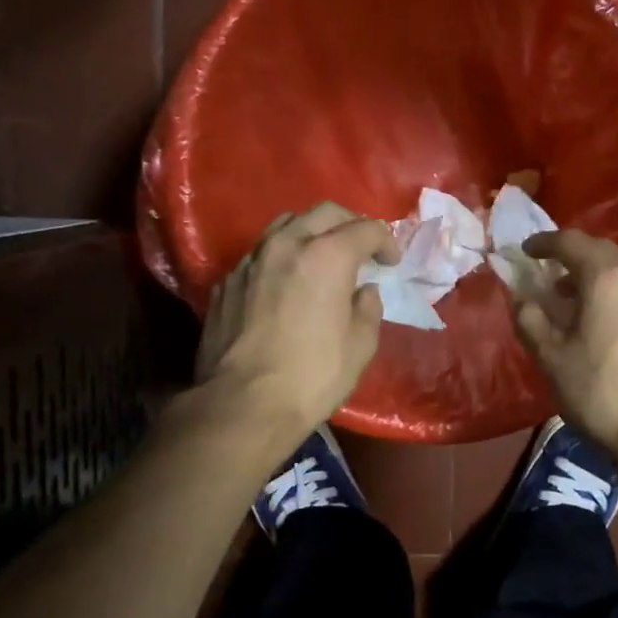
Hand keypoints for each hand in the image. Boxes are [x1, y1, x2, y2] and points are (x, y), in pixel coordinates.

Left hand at [196, 204, 397, 440]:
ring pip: (285, 225)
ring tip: (321, 257)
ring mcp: (251, 260)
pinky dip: (281, 259)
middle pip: (324, 213)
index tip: (391, 262)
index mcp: (326, 256)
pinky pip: (260, 255)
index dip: (386, 242)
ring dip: (311, 233)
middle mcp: (286, 245)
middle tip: (361, 249)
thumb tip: (364, 291)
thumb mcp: (360, 346)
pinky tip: (285, 284)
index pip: (365, 229)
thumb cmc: (312, 376)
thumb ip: (368, 308)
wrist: (242, 404)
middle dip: (350, 224)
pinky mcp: (226, 282)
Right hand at [513, 230, 617, 455]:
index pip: (572, 243)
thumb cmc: (600, 391)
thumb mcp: (552, 358)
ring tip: (568, 296)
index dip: (544, 243)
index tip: (525, 251)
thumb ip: (531, 320)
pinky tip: (598, 319)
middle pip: (601, 252)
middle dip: (571, 255)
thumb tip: (522, 299)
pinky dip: (611, 292)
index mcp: (607, 279)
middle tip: (546, 269)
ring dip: (592, 274)